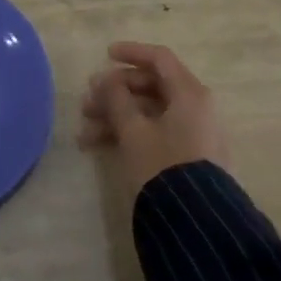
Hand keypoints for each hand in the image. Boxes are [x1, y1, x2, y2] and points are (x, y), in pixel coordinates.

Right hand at [78, 41, 228, 194]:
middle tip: (86, 101)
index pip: (159, 59)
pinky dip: (127, 134)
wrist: (196, 228)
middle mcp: (195, 109)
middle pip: (150, 86)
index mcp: (189, 94)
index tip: (105, 55)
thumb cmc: (162, 166)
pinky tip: (96, 145)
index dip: (131, 52)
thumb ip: (116, 98)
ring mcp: (193, 135)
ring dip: (115, 116)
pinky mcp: (187, 158)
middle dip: (114, 92)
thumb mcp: (133, 130)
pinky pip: (154, 133)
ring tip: (84, 131)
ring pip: (148, 112)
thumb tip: (106, 80)